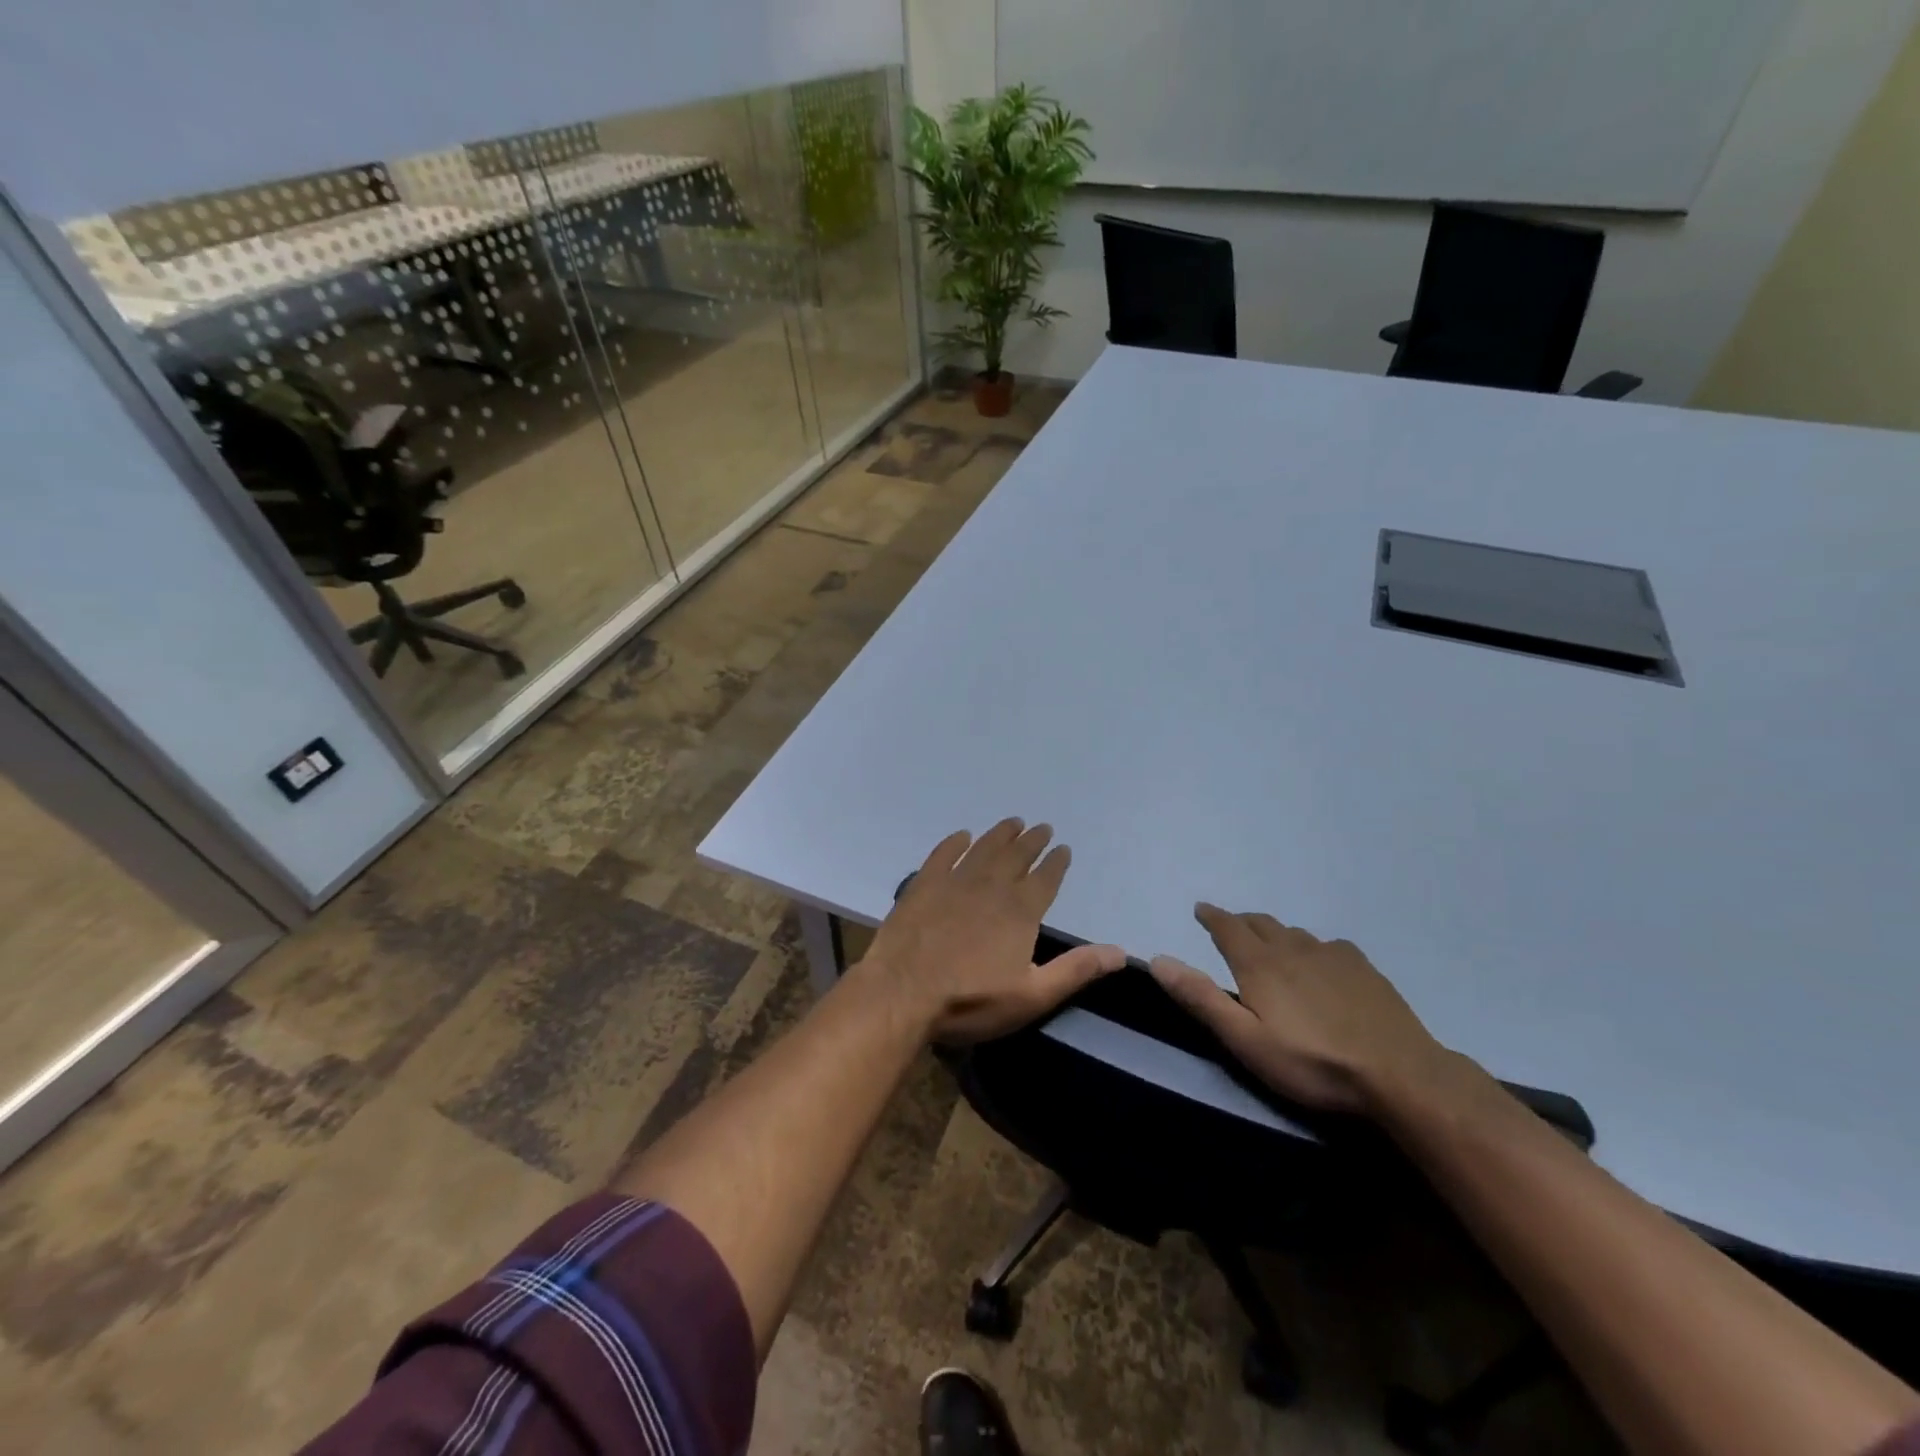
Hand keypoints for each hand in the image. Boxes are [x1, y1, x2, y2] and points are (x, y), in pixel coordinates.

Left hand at [861, 818, 1125, 1042]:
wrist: (903, 992)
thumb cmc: (971, 1000)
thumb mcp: (1032, 995)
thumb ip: (1076, 970)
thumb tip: (1121, 952)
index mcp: (1020, 911)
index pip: (1045, 879)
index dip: (1056, 863)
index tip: (1063, 848)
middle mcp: (991, 887)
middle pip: (1016, 856)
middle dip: (1032, 841)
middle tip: (1042, 827)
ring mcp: (954, 882)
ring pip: (983, 849)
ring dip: (1000, 834)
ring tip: (1012, 822)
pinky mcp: (923, 885)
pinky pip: (942, 855)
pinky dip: (954, 843)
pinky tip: (962, 836)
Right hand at [1148, 903, 1450, 1114]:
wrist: (1399, 1074)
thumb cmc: (1311, 1062)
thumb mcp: (1245, 1040)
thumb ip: (1201, 999)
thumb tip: (1158, 960)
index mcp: (1259, 963)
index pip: (1228, 927)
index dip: (1212, 916)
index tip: (1201, 909)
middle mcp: (1293, 948)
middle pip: (1261, 923)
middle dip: (1241, 921)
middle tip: (1230, 926)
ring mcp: (1333, 955)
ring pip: (1294, 933)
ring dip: (1275, 933)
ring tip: (1271, 944)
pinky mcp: (1364, 969)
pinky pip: (1329, 945)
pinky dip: (1312, 946)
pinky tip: (1321, 962)